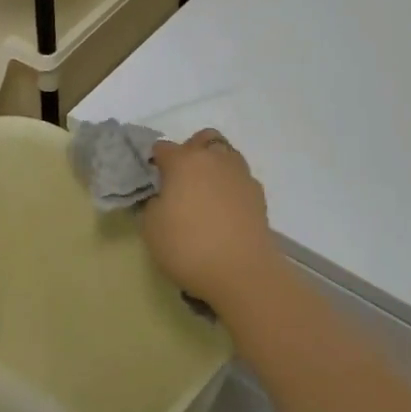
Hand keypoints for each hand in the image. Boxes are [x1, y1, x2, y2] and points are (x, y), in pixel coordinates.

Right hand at [144, 130, 280, 312]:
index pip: (164, 148)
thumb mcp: (151, 227)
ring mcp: (240, 175)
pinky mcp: (259, 195)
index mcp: (184, 161)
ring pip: (226, 155)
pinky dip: (230, 187)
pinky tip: (224, 209)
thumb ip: (154, 203)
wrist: (242, 272)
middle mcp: (214, 160)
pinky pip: (240, 179)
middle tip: (181, 178)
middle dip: (191, 151)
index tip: (153, 179)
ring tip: (205, 192)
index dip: (155, 161)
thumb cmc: (187, 246)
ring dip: (214, 165)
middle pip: (203, 139)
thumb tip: (164, 197)